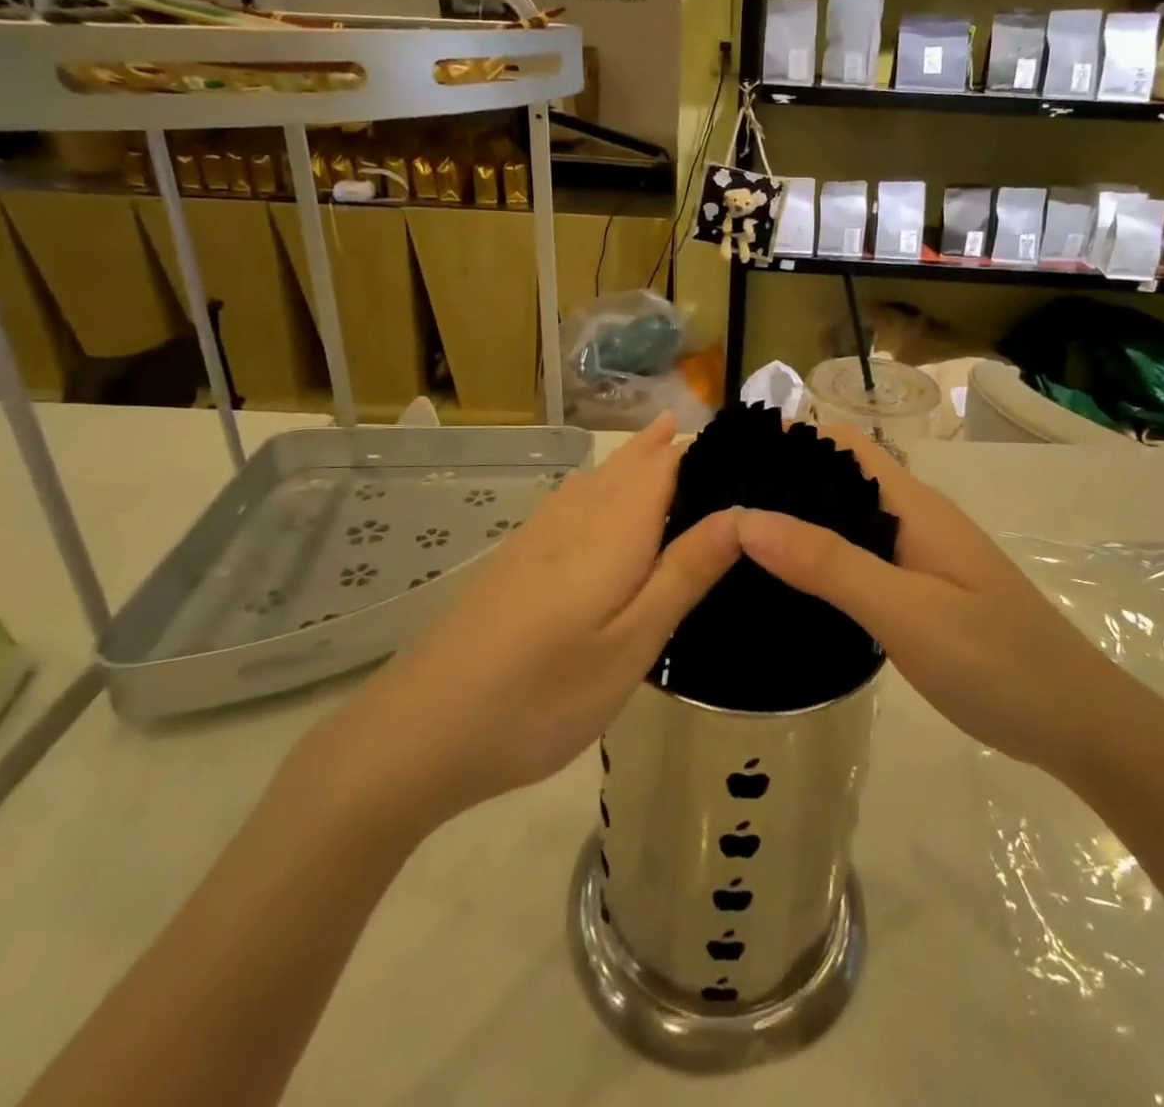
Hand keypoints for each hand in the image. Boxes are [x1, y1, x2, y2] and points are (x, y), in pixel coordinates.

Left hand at [306, 414, 738, 844]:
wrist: (419, 730)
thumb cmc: (543, 694)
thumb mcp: (632, 644)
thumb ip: (685, 573)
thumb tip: (740, 514)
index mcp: (613, 529)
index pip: (665, 464)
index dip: (702, 449)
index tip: (744, 448)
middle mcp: (574, 517)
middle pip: (628, 464)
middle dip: (665, 445)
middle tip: (708, 432)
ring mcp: (536, 536)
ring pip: (596, 479)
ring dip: (632, 459)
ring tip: (663, 441)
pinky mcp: (513, 560)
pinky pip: (570, 501)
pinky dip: (600, 486)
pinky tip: (598, 498)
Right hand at [735, 427, 1115, 777]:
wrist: (1079, 725)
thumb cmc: (996, 662)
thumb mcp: (905, 612)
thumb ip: (828, 564)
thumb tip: (746, 518)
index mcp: (914, 506)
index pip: (844, 445)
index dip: (790, 439)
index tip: (730, 456)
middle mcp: (915, 519)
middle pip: (840, 479)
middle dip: (783, 481)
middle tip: (716, 504)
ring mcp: (921, 556)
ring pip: (848, 521)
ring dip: (799, 522)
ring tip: (736, 540)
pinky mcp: (921, 591)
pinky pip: (859, 558)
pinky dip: (820, 559)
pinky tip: (788, 586)